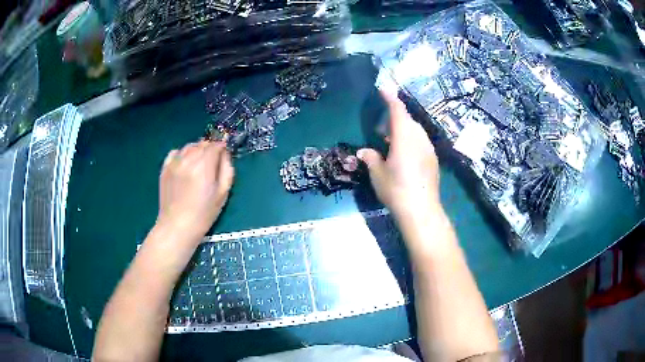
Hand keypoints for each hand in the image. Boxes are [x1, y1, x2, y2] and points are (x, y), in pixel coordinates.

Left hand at [156, 140, 233, 244]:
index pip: (215, 145)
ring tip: (199, 164)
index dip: (222, 147)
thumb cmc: (204, 213)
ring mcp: (174, 163)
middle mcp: (188, 159)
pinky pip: (176, 152)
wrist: (177, 226)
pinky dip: (183, 154)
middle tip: (213, 162)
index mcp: (204, 166)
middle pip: (202, 144)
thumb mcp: (223, 193)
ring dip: (197, 150)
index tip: (225, 153)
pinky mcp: (165, 168)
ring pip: (189, 146)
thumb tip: (225, 154)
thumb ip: (227, 169)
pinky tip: (185, 165)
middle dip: (210, 149)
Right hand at [358, 91, 440, 218]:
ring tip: (391, 142)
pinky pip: (421, 142)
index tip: (384, 88)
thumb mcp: (378, 174)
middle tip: (381, 128)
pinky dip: (411, 142)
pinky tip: (404, 155)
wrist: (421, 210)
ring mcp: (429, 149)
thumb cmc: (396, 189)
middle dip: (395, 118)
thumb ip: (370, 158)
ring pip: (416, 132)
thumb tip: (362, 152)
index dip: (390, 98)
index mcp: (405, 136)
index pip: (398, 110)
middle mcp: (419, 138)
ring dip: (403, 131)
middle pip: (408, 120)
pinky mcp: (433, 160)